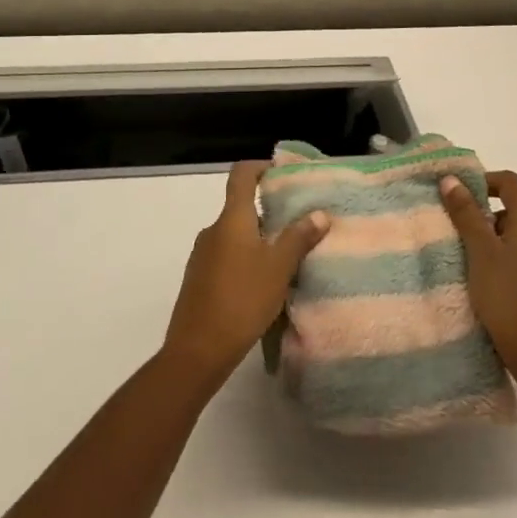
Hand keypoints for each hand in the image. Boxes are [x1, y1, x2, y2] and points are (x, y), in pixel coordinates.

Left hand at [162, 161, 329, 386]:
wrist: (197, 350)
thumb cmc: (242, 300)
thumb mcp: (279, 268)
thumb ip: (299, 238)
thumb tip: (319, 213)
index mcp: (231, 219)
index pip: (241, 175)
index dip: (260, 167)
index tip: (282, 173)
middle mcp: (213, 230)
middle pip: (240, 207)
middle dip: (269, 211)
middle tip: (298, 223)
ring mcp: (202, 255)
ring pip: (235, 235)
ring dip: (259, 239)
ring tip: (286, 256)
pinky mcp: (199, 279)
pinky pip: (227, 256)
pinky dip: (246, 259)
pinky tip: (263, 283)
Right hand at [440, 170, 516, 375]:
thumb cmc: (506, 296)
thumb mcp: (480, 251)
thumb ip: (466, 214)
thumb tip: (451, 180)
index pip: (511, 182)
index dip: (485, 180)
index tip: (459, 194)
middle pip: (515, 207)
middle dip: (485, 211)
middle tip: (457, 226)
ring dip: (493, 235)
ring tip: (467, 254)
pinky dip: (503, 255)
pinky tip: (485, 277)